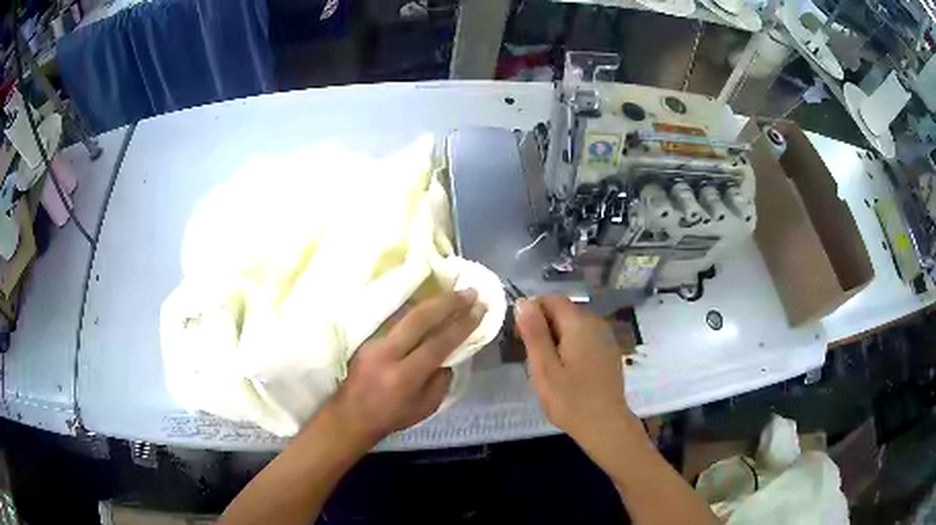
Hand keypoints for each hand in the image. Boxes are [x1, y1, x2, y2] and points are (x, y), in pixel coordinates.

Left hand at [326, 290, 484, 446]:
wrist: (351, 415)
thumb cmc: (392, 416)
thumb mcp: (427, 407)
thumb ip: (441, 379)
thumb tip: (450, 355)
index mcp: (405, 376)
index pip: (439, 343)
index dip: (462, 324)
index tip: (480, 308)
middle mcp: (388, 354)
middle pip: (420, 319)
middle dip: (448, 302)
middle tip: (470, 291)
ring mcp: (374, 342)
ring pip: (405, 313)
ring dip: (432, 301)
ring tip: (453, 292)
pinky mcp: (367, 337)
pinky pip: (396, 318)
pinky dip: (416, 308)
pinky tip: (429, 302)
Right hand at [515, 296, 638, 444]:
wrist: (605, 424)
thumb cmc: (570, 399)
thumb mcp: (544, 368)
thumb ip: (534, 333)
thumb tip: (523, 302)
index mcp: (579, 323)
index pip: (552, 299)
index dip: (533, 312)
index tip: (521, 337)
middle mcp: (596, 323)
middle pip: (564, 310)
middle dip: (544, 325)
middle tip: (532, 355)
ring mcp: (606, 337)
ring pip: (575, 324)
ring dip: (557, 335)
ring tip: (547, 365)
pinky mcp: (609, 351)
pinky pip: (585, 336)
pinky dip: (571, 344)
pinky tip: (566, 369)